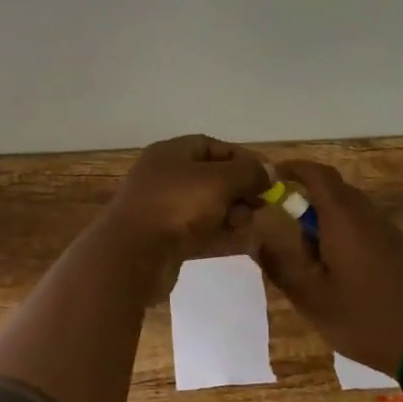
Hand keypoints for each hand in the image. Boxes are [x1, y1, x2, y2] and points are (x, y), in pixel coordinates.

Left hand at [102, 135, 269, 263]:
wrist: (133, 255)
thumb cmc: (177, 206)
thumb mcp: (219, 181)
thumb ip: (248, 173)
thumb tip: (269, 171)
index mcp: (171, 153)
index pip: (213, 146)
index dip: (242, 159)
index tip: (268, 176)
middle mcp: (164, 175)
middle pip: (210, 176)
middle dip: (239, 189)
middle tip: (261, 205)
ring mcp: (161, 208)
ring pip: (205, 204)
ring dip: (231, 212)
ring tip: (247, 224)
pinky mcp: (163, 238)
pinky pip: (197, 229)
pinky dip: (218, 232)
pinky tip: (237, 240)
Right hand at [245, 160, 402, 379]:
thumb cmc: (364, 318)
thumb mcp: (312, 298)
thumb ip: (280, 265)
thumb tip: (256, 237)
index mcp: (343, 219)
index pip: (317, 174)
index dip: (292, 169)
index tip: (271, 176)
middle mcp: (368, 216)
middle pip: (333, 190)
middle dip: (306, 198)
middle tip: (284, 225)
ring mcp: (388, 232)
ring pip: (349, 210)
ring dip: (325, 219)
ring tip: (308, 254)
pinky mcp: (400, 249)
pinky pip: (364, 226)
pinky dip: (343, 233)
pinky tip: (337, 268)